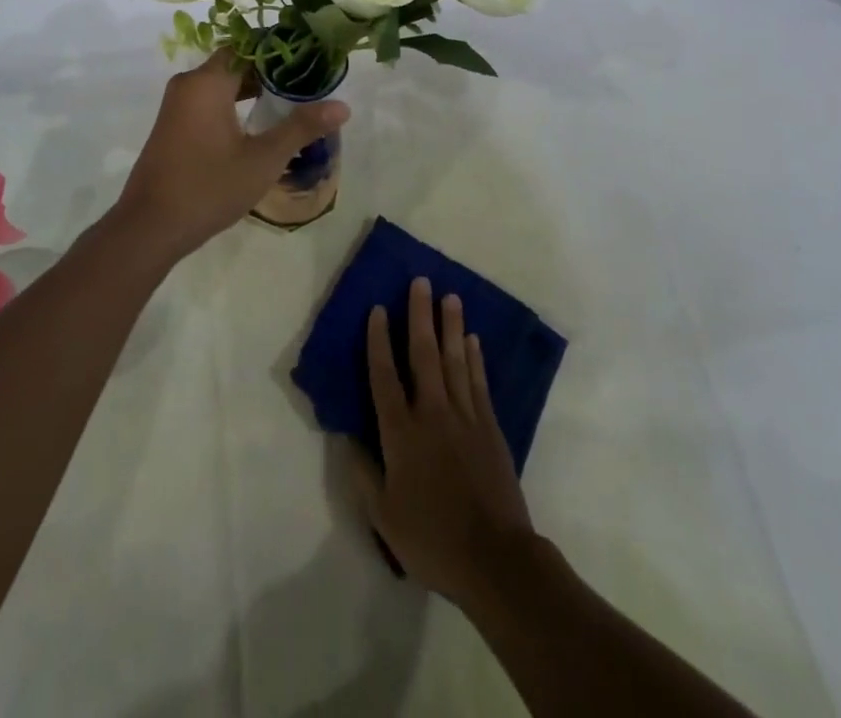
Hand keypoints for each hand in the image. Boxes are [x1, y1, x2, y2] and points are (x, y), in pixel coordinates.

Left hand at [110, 50, 348, 261]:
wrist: (149, 227)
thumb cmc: (208, 187)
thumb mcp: (263, 159)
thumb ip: (302, 128)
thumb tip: (343, 106)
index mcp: (207, 82)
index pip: (247, 46)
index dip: (279, 49)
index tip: (309, 57)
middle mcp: (188, 85)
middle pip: (235, 64)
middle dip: (270, 71)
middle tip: (307, 81)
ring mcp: (176, 106)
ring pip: (221, 84)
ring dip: (252, 89)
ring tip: (290, 101)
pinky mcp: (173, 126)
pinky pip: (208, 101)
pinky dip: (233, 104)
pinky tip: (257, 123)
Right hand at [350, 277, 536, 605]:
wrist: (495, 559)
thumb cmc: (432, 539)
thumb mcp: (383, 516)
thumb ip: (363, 473)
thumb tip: (346, 436)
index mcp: (401, 432)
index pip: (384, 375)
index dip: (378, 340)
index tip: (377, 308)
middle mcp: (432, 413)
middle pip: (423, 354)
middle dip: (419, 315)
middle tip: (420, 281)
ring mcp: (465, 417)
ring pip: (455, 360)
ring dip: (450, 326)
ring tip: (449, 296)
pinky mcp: (490, 428)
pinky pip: (479, 382)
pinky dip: (475, 358)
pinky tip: (472, 339)